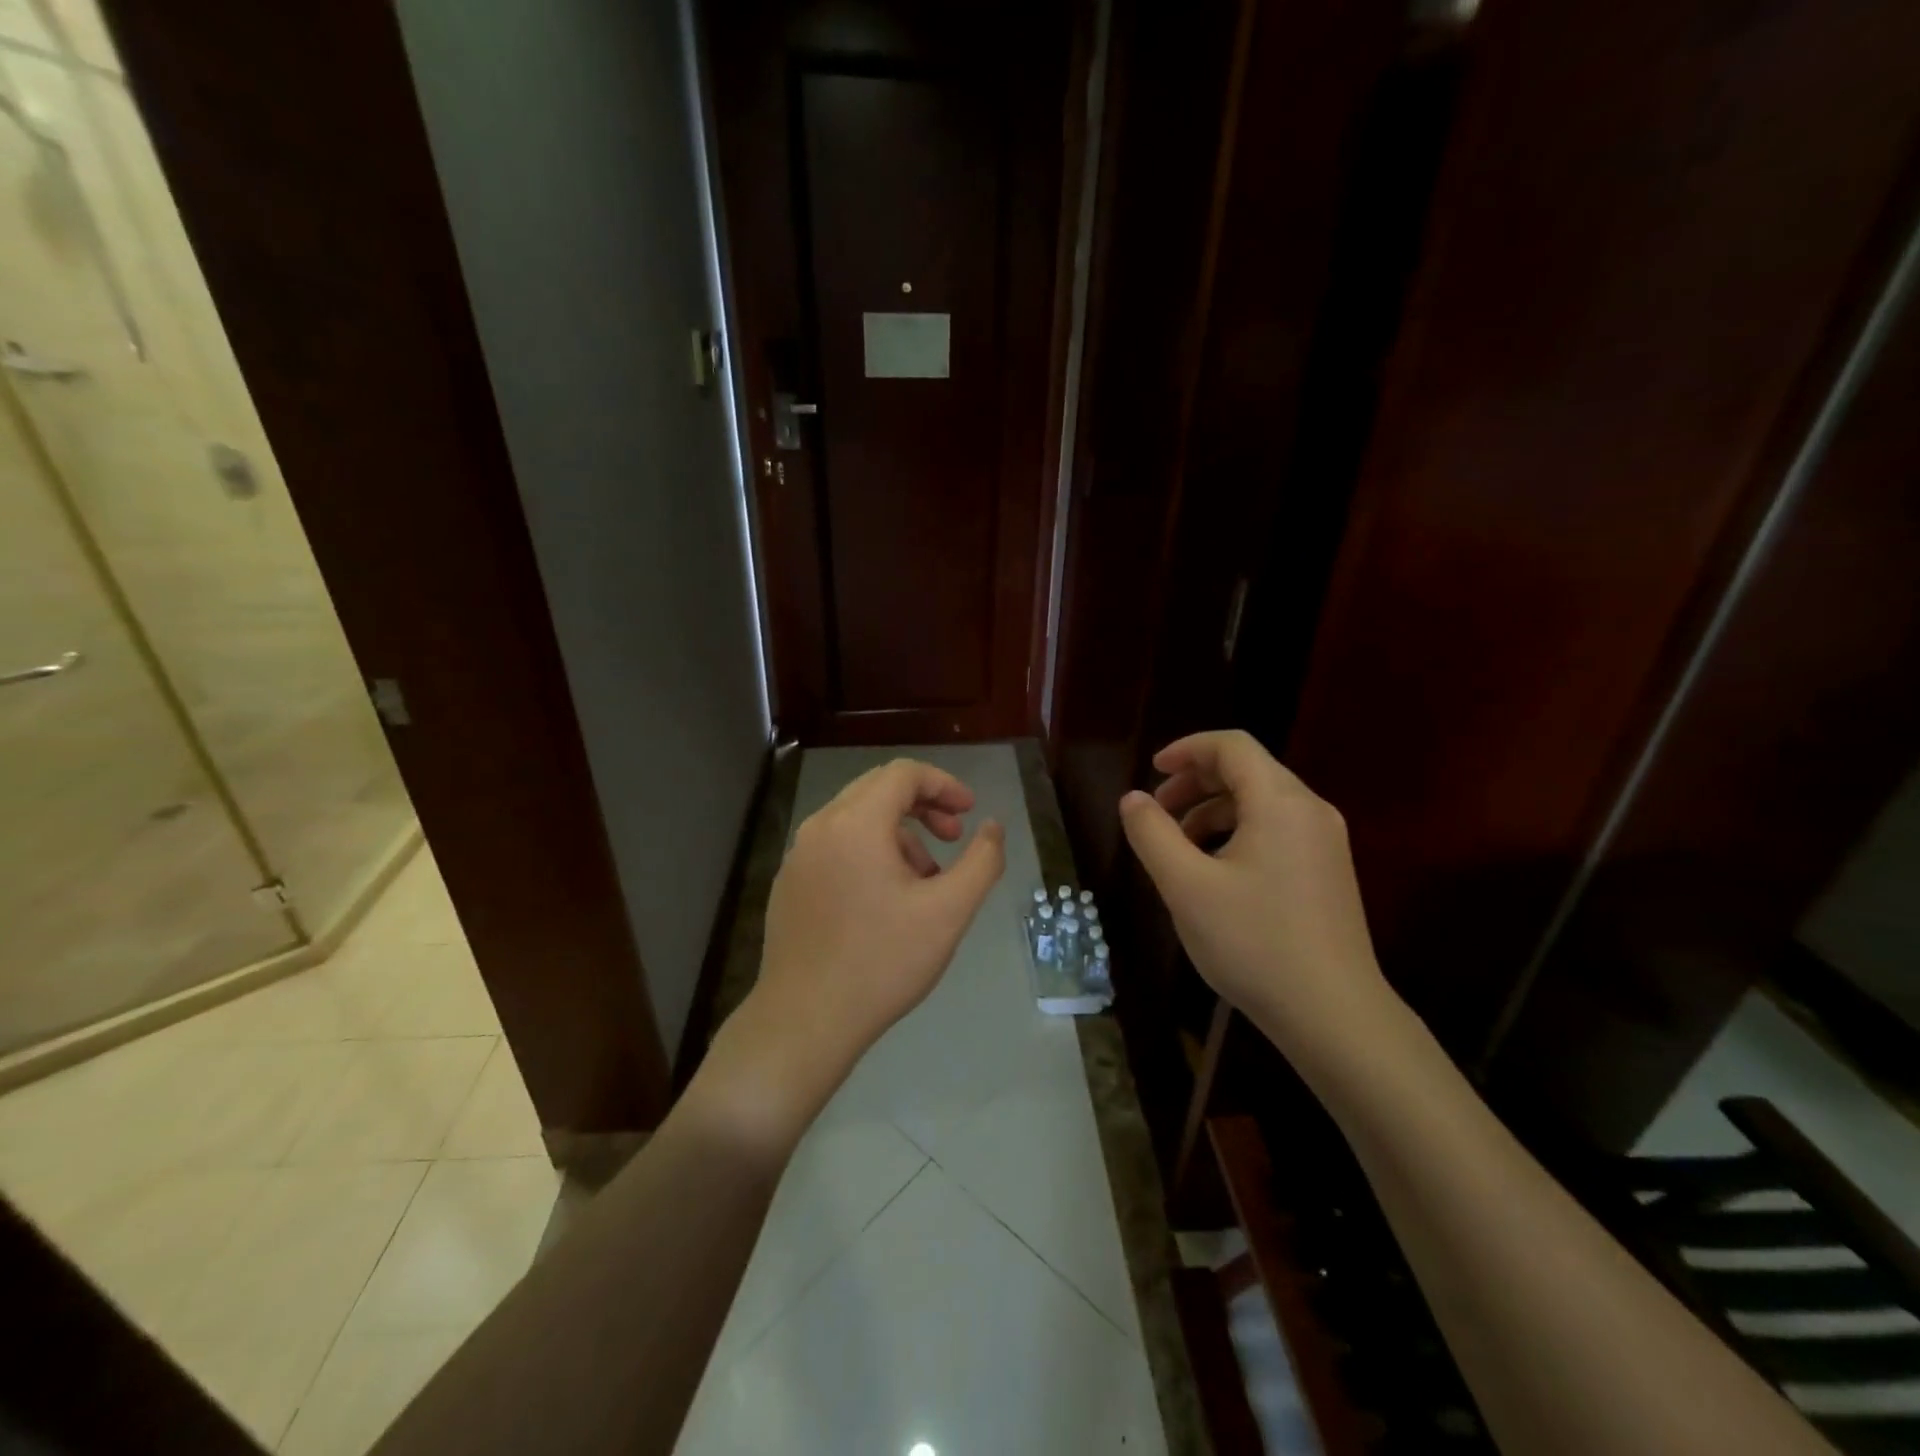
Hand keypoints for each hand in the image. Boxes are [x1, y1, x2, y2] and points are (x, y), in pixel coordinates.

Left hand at [714, 759, 1005, 1140]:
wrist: (804, 1021)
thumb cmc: (882, 962)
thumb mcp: (948, 912)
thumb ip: (982, 861)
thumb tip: (993, 827)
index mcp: (855, 823)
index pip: (904, 774)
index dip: (944, 784)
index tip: (969, 812)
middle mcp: (820, 827)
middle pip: (877, 789)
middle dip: (923, 805)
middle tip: (953, 837)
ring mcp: (798, 856)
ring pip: (856, 819)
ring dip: (898, 833)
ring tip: (926, 880)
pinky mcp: (789, 883)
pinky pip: (836, 846)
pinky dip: (869, 852)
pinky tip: (886, 899)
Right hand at [1118, 730, 1400, 1082]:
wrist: (1334, 1015)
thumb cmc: (1254, 943)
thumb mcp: (1186, 886)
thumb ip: (1152, 834)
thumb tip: (1132, 799)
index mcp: (1280, 803)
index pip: (1232, 746)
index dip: (1187, 749)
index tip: (1151, 771)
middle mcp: (1310, 811)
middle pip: (1248, 770)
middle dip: (1196, 782)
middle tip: (1157, 811)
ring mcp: (1325, 842)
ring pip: (1262, 802)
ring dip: (1213, 810)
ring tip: (1178, 846)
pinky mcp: (1328, 872)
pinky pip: (1277, 830)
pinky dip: (1238, 833)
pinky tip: (1214, 872)